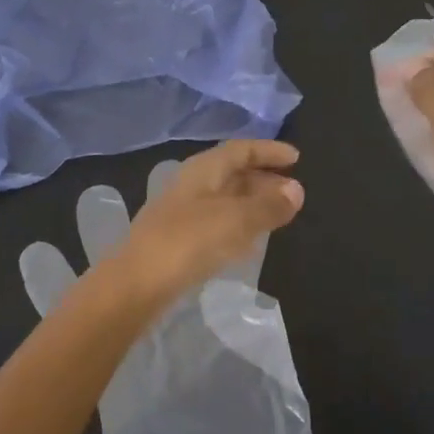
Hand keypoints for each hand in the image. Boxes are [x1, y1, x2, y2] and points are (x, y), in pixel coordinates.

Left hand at [112, 139, 304, 304]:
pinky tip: (250, 241)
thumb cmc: (189, 241)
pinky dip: (238, 224)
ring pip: (225, 198)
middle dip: (264, 178)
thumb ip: (268, 206)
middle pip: (233, 172)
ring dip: (252, 202)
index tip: (297, 158)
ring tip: (279, 214)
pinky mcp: (179, 239)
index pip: (241, 149)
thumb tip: (297, 190)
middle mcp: (192, 184)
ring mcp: (182, 212)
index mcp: (204, 170)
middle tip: (293, 191)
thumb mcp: (236, 220)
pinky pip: (217, 221)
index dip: (269, 151)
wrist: (137, 284)